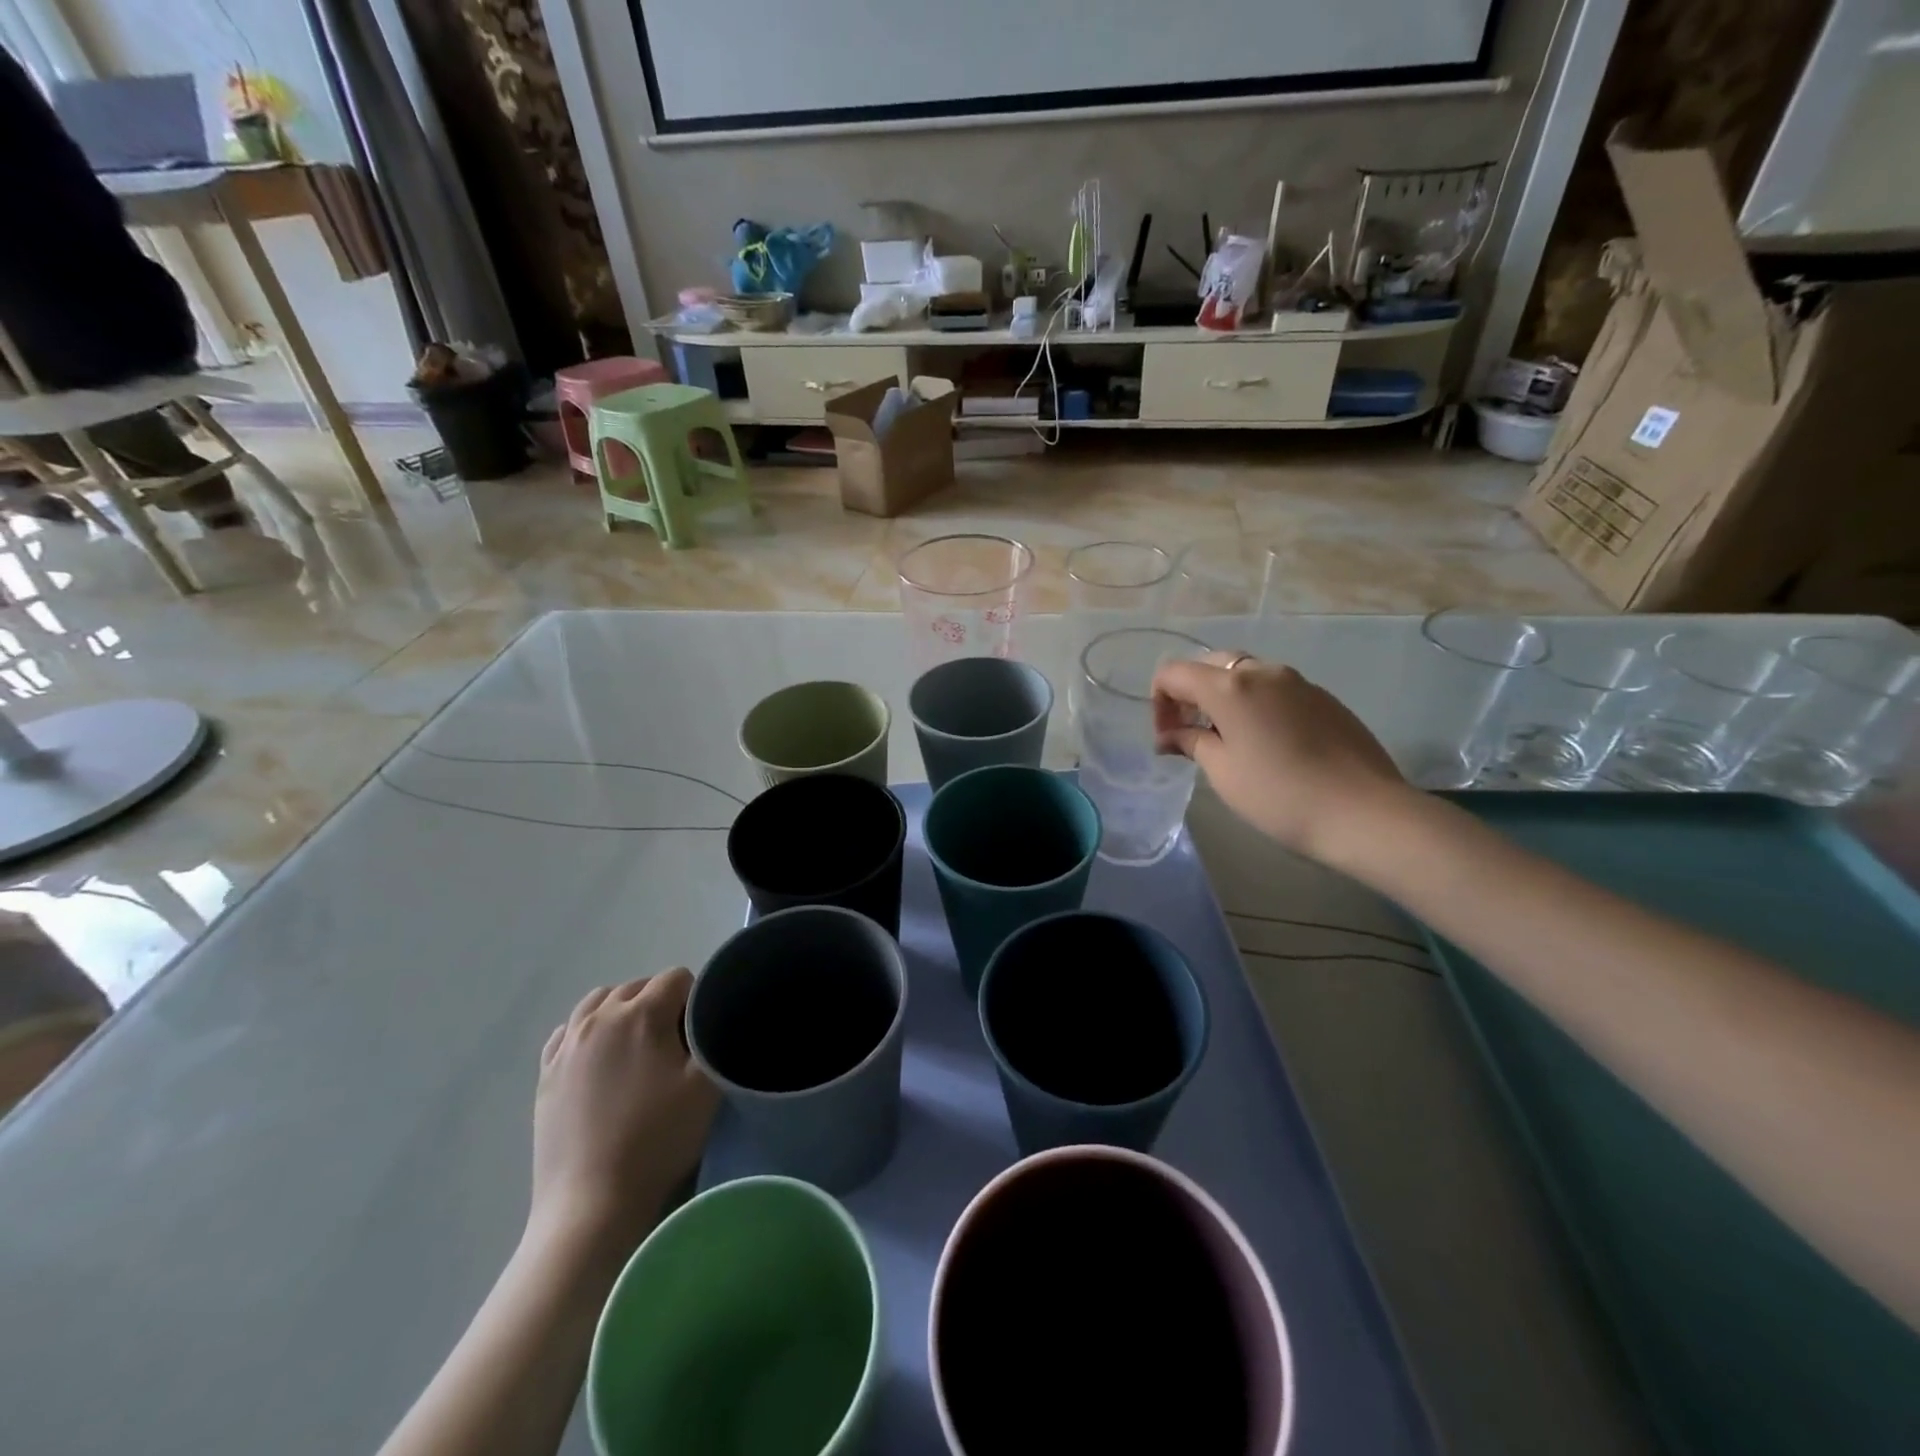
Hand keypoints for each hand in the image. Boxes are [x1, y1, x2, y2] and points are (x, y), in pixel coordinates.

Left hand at [529, 969, 719, 1253]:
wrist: (592, 1203)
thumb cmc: (657, 1139)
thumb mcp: (707, 1084)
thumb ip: (713, 1036)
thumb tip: (711, 1017)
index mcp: (642, 1013)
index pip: (678, 978)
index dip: (695, 1000)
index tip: (699, 1035)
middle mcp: (600, 1017)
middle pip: (638, 986)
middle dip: (661, 1003)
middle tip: (674, 1046)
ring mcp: (567, 1044)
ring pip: (599, 1001)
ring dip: (623, 1012)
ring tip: (637, 1049)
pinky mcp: (545, 1073)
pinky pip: (569, 1030)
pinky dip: (588, 1032)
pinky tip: (600, 1060)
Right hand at [1152, 650, 1412, 862]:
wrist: (1365, 812)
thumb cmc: (1279, 795)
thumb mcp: (1223, 772)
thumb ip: (1191, 743)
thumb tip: (1171, 735)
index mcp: (1230, 687)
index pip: (1174, 673)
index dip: (1159, 701)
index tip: (1167, 739)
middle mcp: (1263, 672)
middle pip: (1211, 665)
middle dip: (1190, 693)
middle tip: (1190, 733)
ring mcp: (1299, 682)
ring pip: (1246, 674)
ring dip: (1224, 698)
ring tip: (1227, 739)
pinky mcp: (1324, 698)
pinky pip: (1276, 689)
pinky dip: (1256, 704)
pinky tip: (1266, 743)